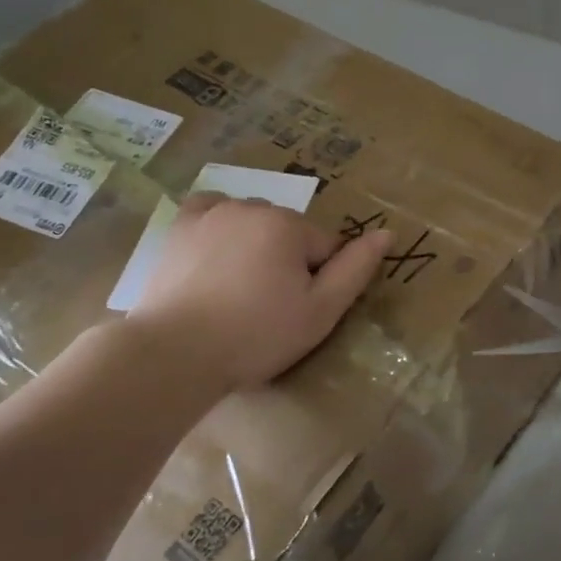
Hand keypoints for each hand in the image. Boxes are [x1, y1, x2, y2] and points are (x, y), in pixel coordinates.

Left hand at [129, 192, 393, 391]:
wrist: (174, 353)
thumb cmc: (256, 335)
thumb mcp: (320, 311)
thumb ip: (356, 269)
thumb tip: (387, 233)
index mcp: (289, 225)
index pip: (326, 246)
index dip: (321, 280)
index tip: (300, 311)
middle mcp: (252, 207)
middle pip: (290, 233)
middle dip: (288, 262)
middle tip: (269, 308)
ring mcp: (211, 214)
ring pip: (254, 223)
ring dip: (256, 247)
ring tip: (238, 292)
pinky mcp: (179, 228)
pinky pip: (211, 211)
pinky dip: (221, 226)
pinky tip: (217, 253)